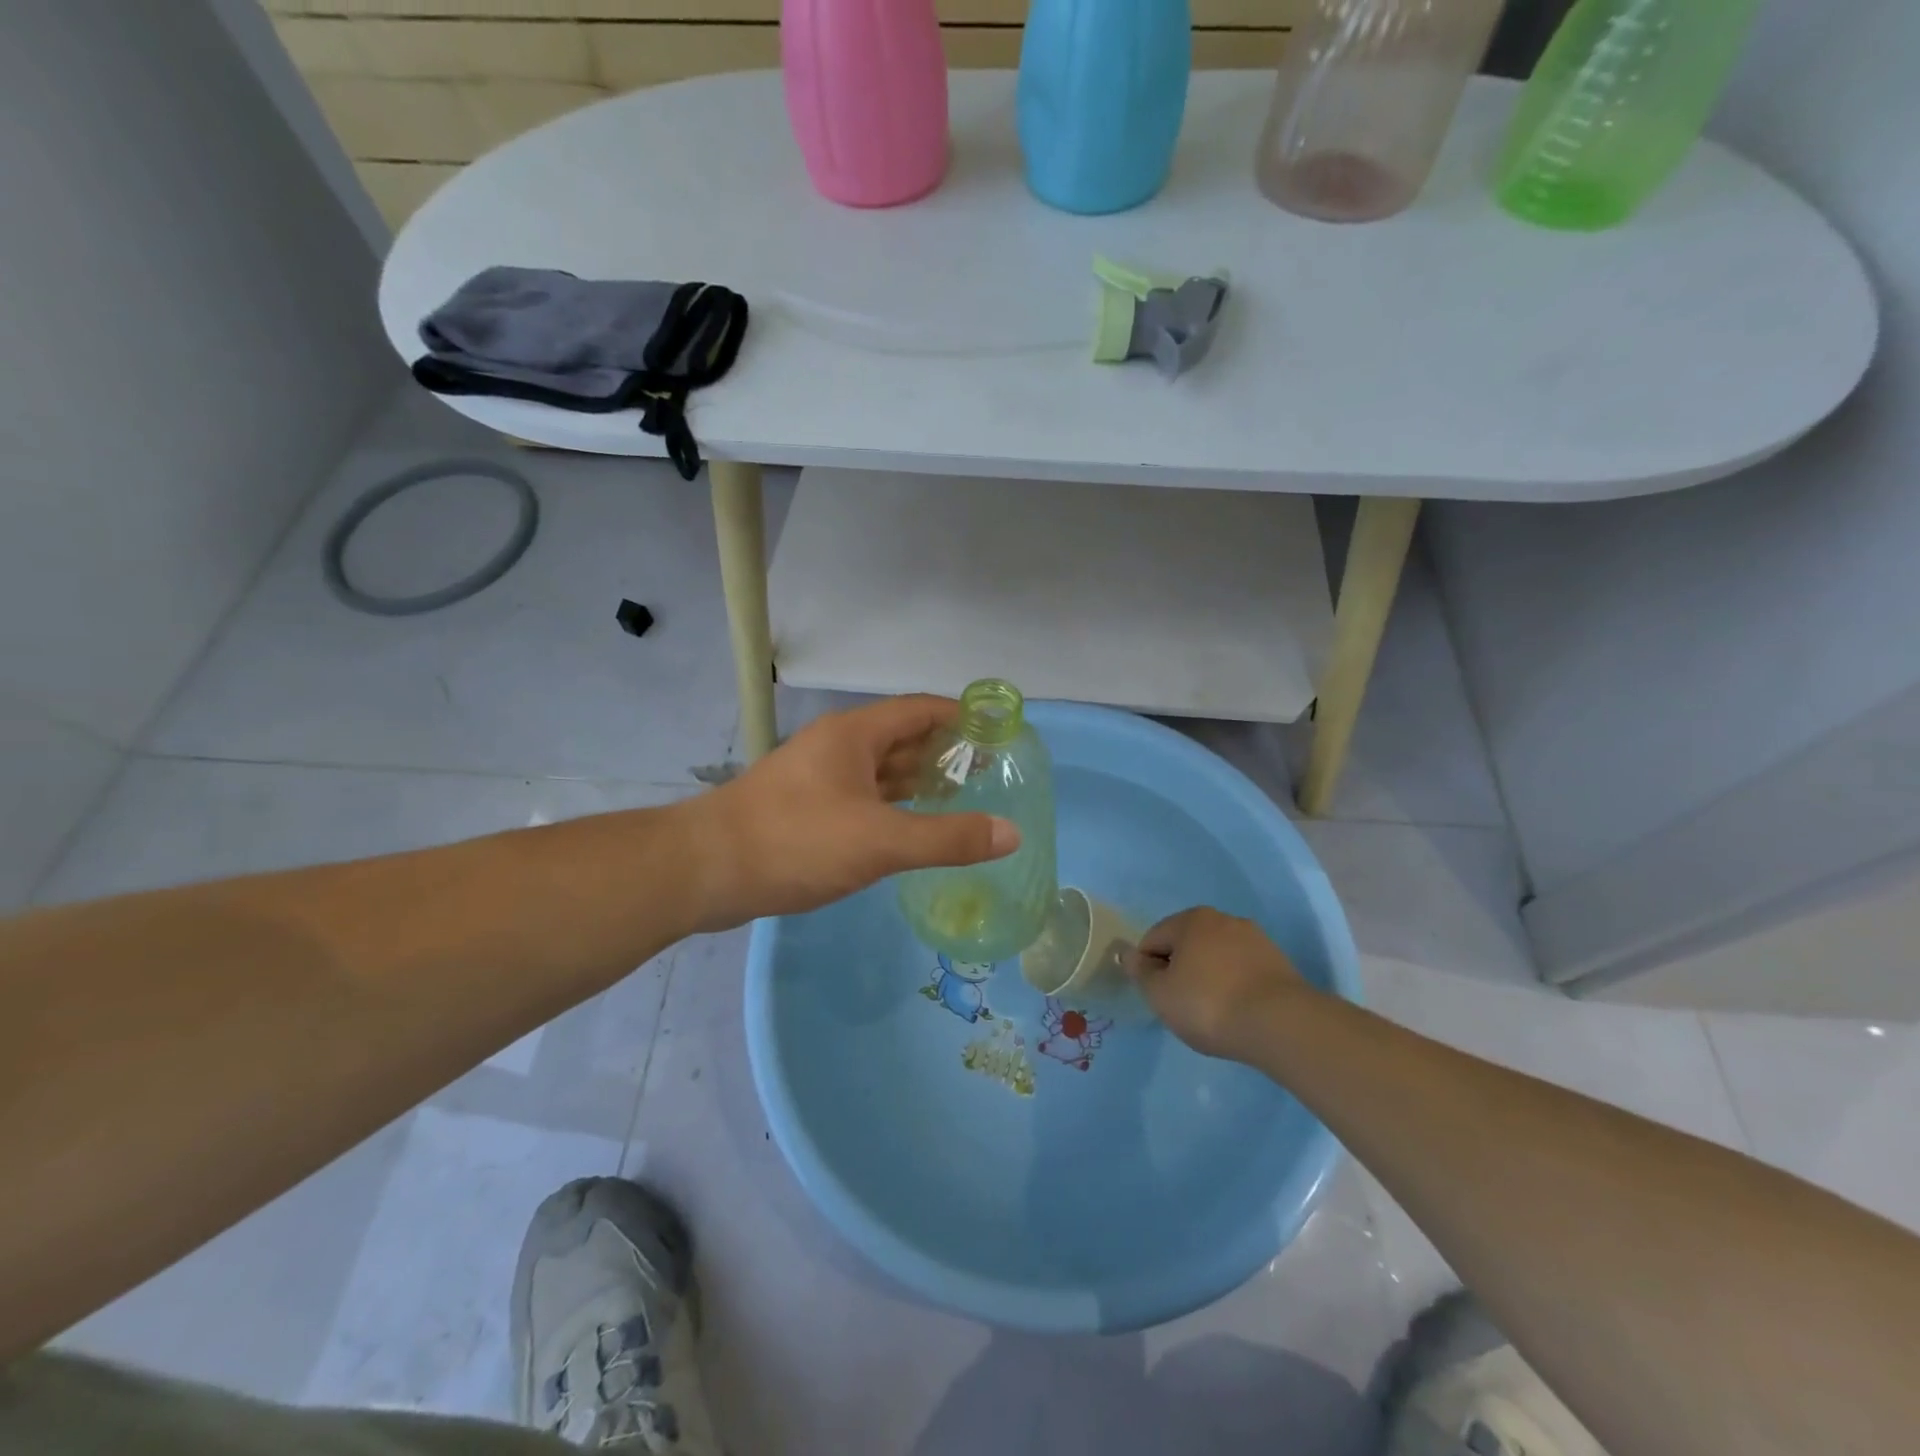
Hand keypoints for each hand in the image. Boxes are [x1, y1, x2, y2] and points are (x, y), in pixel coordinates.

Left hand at [690, 695, 1019, 930]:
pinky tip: (911, 828)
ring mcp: (818, 779)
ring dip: (918, 782)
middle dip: (944, 753)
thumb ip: (948, 838)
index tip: (998, 732)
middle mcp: (837, 748)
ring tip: (962, 799)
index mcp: (855, 735)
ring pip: (880, 772)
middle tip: (989, 773)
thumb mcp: (880, 842)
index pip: (920, 710)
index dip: (961, 717)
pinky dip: (892, 808)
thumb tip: (1012, 834)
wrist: (705, 870)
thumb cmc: (797, 841)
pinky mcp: (805, 810)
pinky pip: (863, 799)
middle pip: (902, 739)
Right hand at [1127, 907, 1312, 1063]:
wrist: (1280, 1024)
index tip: (1159, 999)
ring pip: (1216, 957)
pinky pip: (1242, 970)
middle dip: (1180, 970)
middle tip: (1183, 1006)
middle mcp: (1223, 919)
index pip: (1153, 939)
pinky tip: (1238, 1011)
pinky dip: (1234, 986)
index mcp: (1190, 919)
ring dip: (1208, 977)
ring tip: (1213, 1012)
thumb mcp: (1160, 994)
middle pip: (1187, 944)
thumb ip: (1141, 972)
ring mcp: (1255, 939)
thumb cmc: (1208, 1004)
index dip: (1148, 970)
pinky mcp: (1279, 962)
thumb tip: (1129, 954)